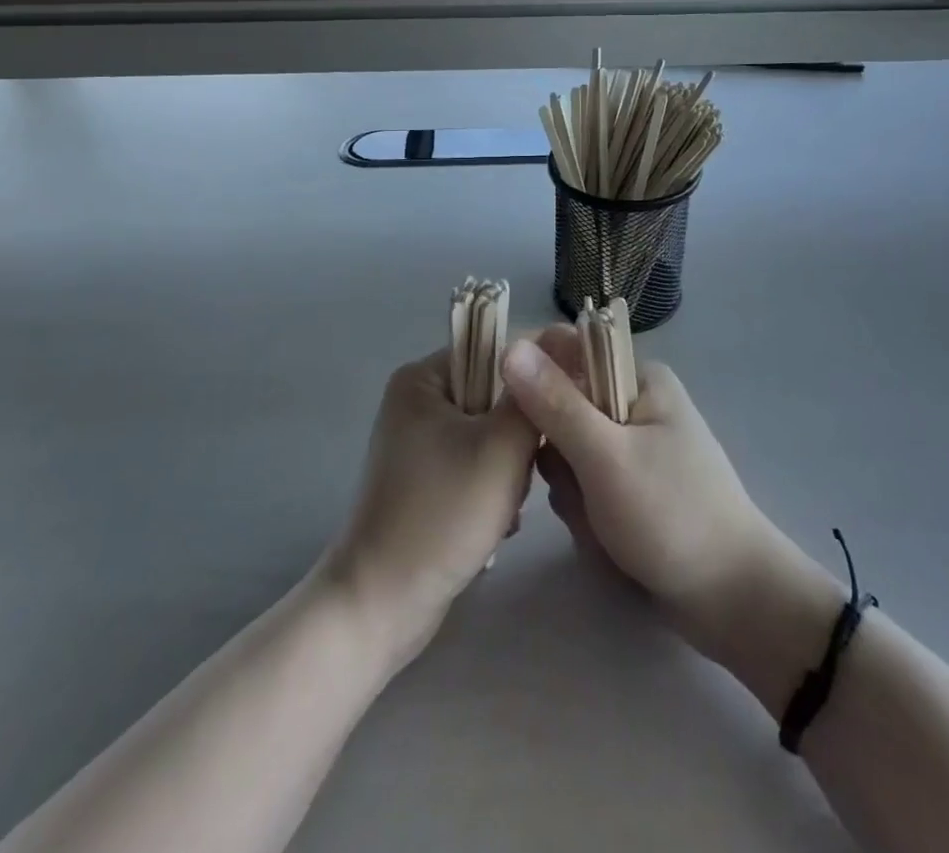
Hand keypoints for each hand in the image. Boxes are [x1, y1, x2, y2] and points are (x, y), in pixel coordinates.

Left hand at [320, 351, 538, 668]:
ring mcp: (419, 440)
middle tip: (522, 473)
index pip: (498, 350)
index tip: (567, 408)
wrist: (381, 606)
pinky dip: (493, 488)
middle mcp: (418, 399)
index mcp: (424, 377)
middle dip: (518, 436)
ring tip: (507, 506)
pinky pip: (476, 462)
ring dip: (510, 468)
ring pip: (492, 433)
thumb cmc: (442, 516)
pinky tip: (497, 523)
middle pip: (496, 395)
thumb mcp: (501, 449)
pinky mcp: (425, 477)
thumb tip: (561, 342)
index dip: (539, 374)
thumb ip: (533, 396)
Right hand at [501, 328, 796, 659]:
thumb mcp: (605, 456)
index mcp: (638, 377)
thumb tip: (509, 346)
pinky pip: (585, 488)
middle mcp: (634, 403)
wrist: (731, 600)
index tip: (532, 432)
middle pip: (560, 413)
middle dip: (562, 463)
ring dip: (574, 497)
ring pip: (567, 457)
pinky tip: (609, 543)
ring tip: (603, 527)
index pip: (564, 354)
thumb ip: (554, 403)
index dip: (537, 388)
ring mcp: (632, 447)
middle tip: (585, 495)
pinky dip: (589, 516)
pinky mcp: (630, 486)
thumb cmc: (671, 515)